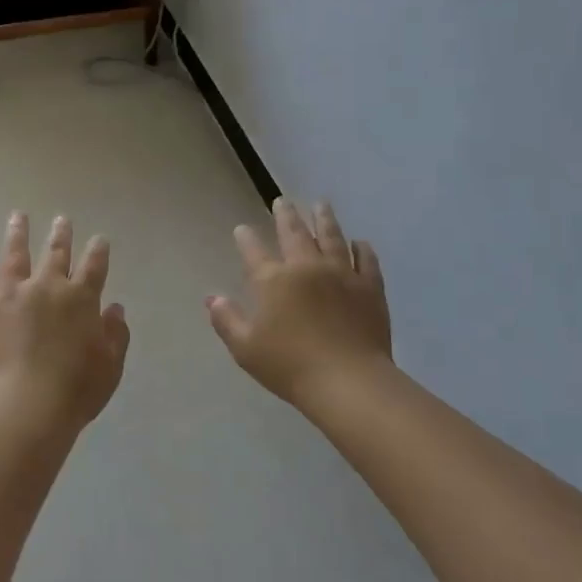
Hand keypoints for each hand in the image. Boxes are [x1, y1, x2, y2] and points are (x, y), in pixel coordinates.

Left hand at [0, 213, 130, 431]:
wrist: (23, 407)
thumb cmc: (74, 391)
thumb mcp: (110, 366)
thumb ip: (115, 334)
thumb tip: (114, 308)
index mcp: (81, 299)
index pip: (94, 266)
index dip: (98, 251)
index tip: (99, 239)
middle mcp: (47, 287)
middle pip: (55, 253)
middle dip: (60, 234)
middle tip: (61, 219)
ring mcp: (11, 293)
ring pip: (15, 255)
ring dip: (18, 234)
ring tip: (18, 216)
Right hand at [208, 198, 393, 408]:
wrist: (348, 381)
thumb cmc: (289, 366)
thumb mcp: (245, 348)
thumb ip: (226, 320)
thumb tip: (211, 298)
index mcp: (273, 281)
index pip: (254, 252)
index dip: (246, 238)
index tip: (242, 228)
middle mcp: (306, 267)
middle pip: (294, 233)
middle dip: (286, 215)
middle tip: (282, 201)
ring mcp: (341, 274)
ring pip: (331, 237)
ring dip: (324, 219)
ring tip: (321, 204)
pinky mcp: (369, 287)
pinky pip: (366, 260)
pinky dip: (361, 248)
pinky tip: (360, 242)